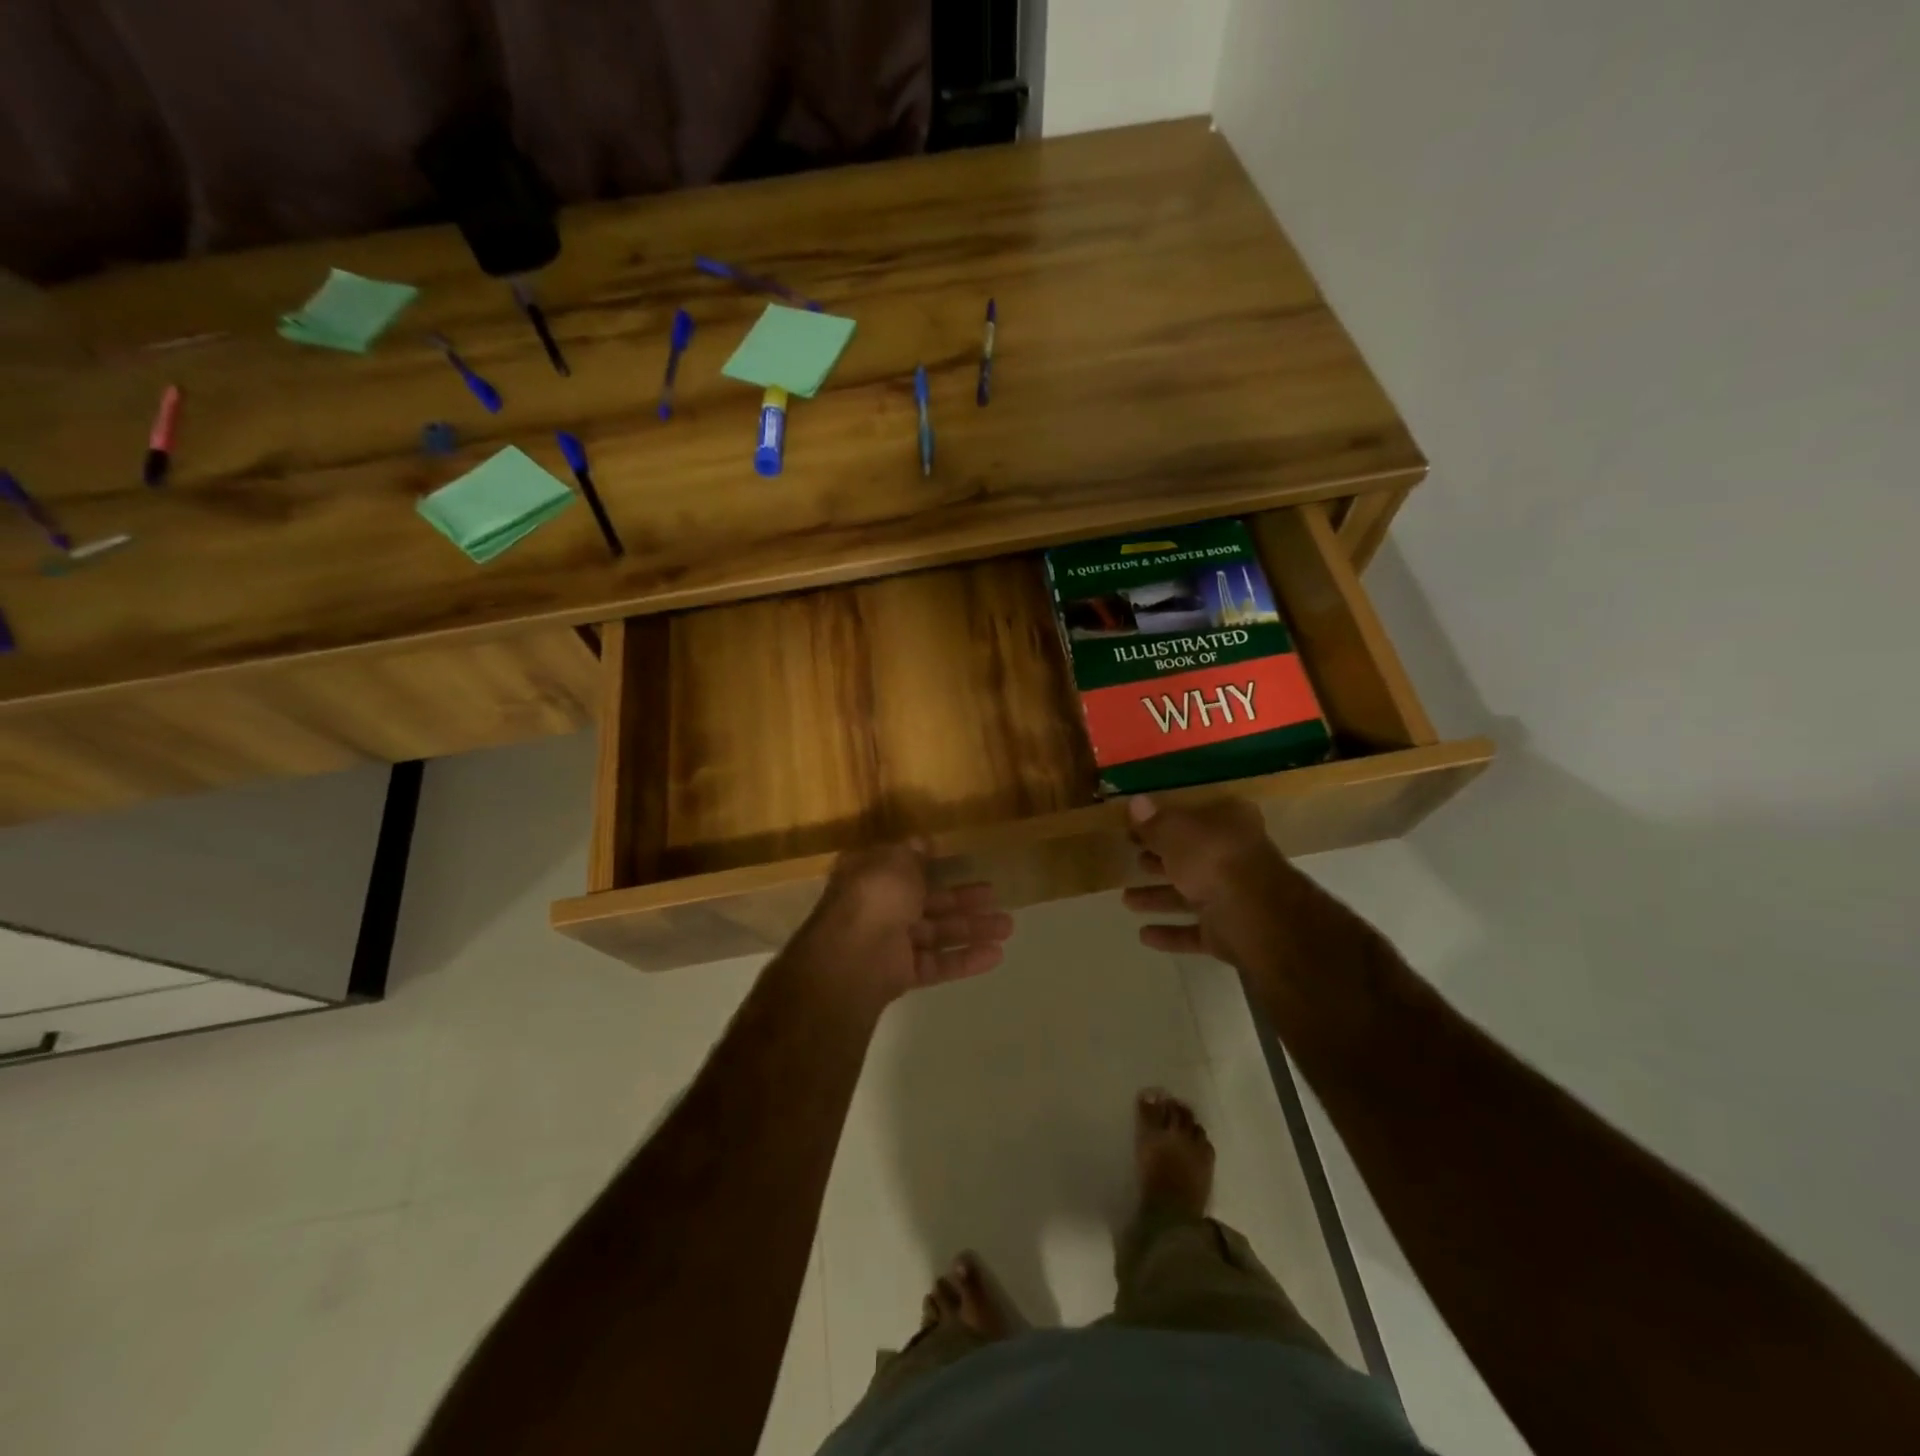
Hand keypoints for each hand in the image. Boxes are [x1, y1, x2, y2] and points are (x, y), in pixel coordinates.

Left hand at [798, 842, 1012, 1006]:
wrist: (853, 957)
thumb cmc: (874, 897)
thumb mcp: (895, 861)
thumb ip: (912, 854)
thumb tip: (922, 842)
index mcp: (869, 875)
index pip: (902, 867)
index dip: (930, 864)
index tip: (959, 863)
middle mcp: (877, 907)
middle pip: (926, 901)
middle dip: (961, 899)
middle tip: (994, 895)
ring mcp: (888, 943)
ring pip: (936, 933)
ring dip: (971, 929)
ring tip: (1008, 926)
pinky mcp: (900, 974)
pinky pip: (937, 963)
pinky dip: (964, 959)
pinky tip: (996, 955)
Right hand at [1121, 794, 1307, 970]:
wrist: (1257, 919)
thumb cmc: (1215, 860)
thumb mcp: (1176, 832)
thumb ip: (1155, 822)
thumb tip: (1136, 803)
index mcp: (1230, 823)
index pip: (1194, 816)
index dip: (1164, 822)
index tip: (1135, 829)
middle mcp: (1236, 857)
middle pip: (1192, 857)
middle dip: (1161, 861)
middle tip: (1132, 860)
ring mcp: (1234, 898)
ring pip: (1190, 895)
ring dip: (1159, 897)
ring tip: (1126, 900)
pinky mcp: (1230, 933)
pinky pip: (1194, 931)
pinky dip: (1171, 932)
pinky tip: (1143, 935)